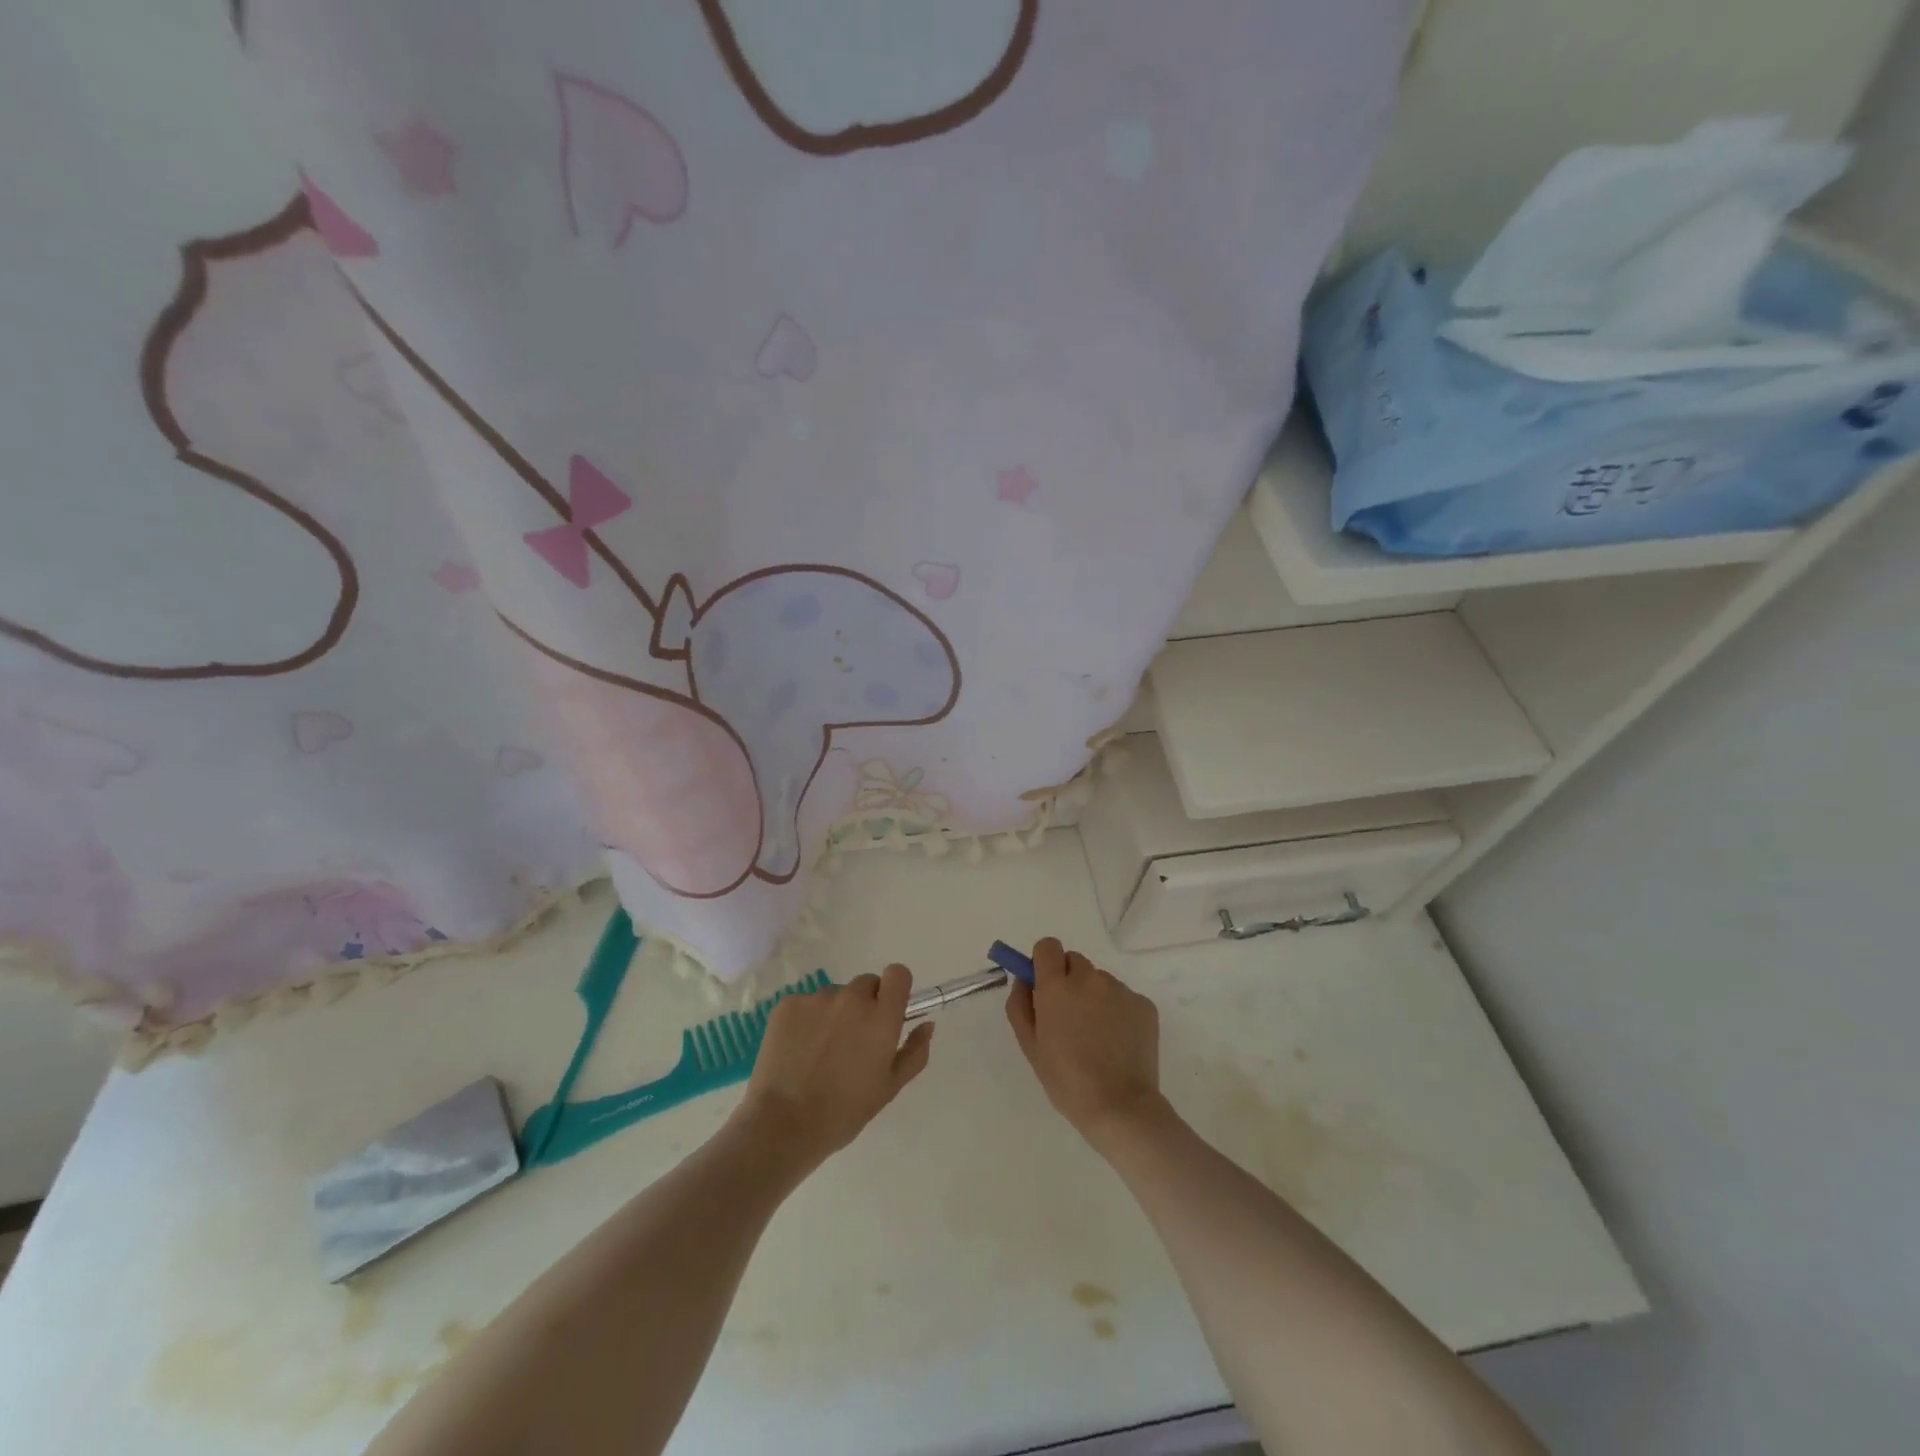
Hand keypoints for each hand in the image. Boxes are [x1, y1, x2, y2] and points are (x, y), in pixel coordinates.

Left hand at [735, 965, 933, 1173]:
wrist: (783, 1126)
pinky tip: (798, 1050)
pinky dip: (807, 1020)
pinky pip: (806, 1003)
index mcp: (881, 1017)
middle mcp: (851, 998)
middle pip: (866, 984)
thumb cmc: (844, 1112)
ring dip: (834, 1013)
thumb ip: (915, 1052)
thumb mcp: (890, 1087)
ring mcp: (816, 998)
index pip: (898, 974)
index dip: (895, 989)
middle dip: (865, 1005)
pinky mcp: (787, 1004)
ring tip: (820, 1052)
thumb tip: (926, 1024)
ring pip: (835, 995)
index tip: (888, 1011)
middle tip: (853, 1041)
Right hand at [1005, 938, 1166, 1149]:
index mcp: (1057, 986)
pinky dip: (1118, 1012)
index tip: (1044, 985)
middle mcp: (1089, 978)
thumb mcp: (1030, 1045)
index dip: (1044, 963)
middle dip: (1069, 980)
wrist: (1120, 1106)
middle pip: (1074, 961)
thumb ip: (1020, 1004)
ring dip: (1094, 997)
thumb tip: (1024, 979)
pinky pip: (1123, 997)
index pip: (1047, 946)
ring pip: (1100, 981)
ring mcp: (1120, 989)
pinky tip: (1118, 1042)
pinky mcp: (1144, 1004)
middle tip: (1070, 1017)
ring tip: (1097, 1037)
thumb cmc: (1066, 1080)